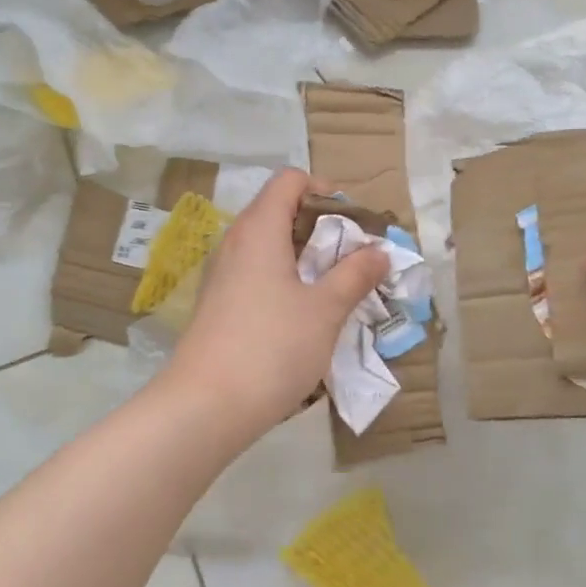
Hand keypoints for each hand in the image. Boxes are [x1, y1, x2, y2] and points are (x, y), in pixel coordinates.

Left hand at [166, 169, 388, 441]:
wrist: (205, 406)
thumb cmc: (272, 347)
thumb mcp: (325, 310)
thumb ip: (355, 275)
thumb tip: (379, 251)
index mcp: (259, 229)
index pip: (289, 180)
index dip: (324, 190)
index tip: (353, 223)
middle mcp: (235, 242)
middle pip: (279, 210)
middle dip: (321, 227)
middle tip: (353, 259)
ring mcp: (222, 274)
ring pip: (268, 245)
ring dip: (304, 257)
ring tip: (335, 288)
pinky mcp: (218, 303)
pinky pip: (255, 273)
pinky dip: (284, 279)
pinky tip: (302, 315)